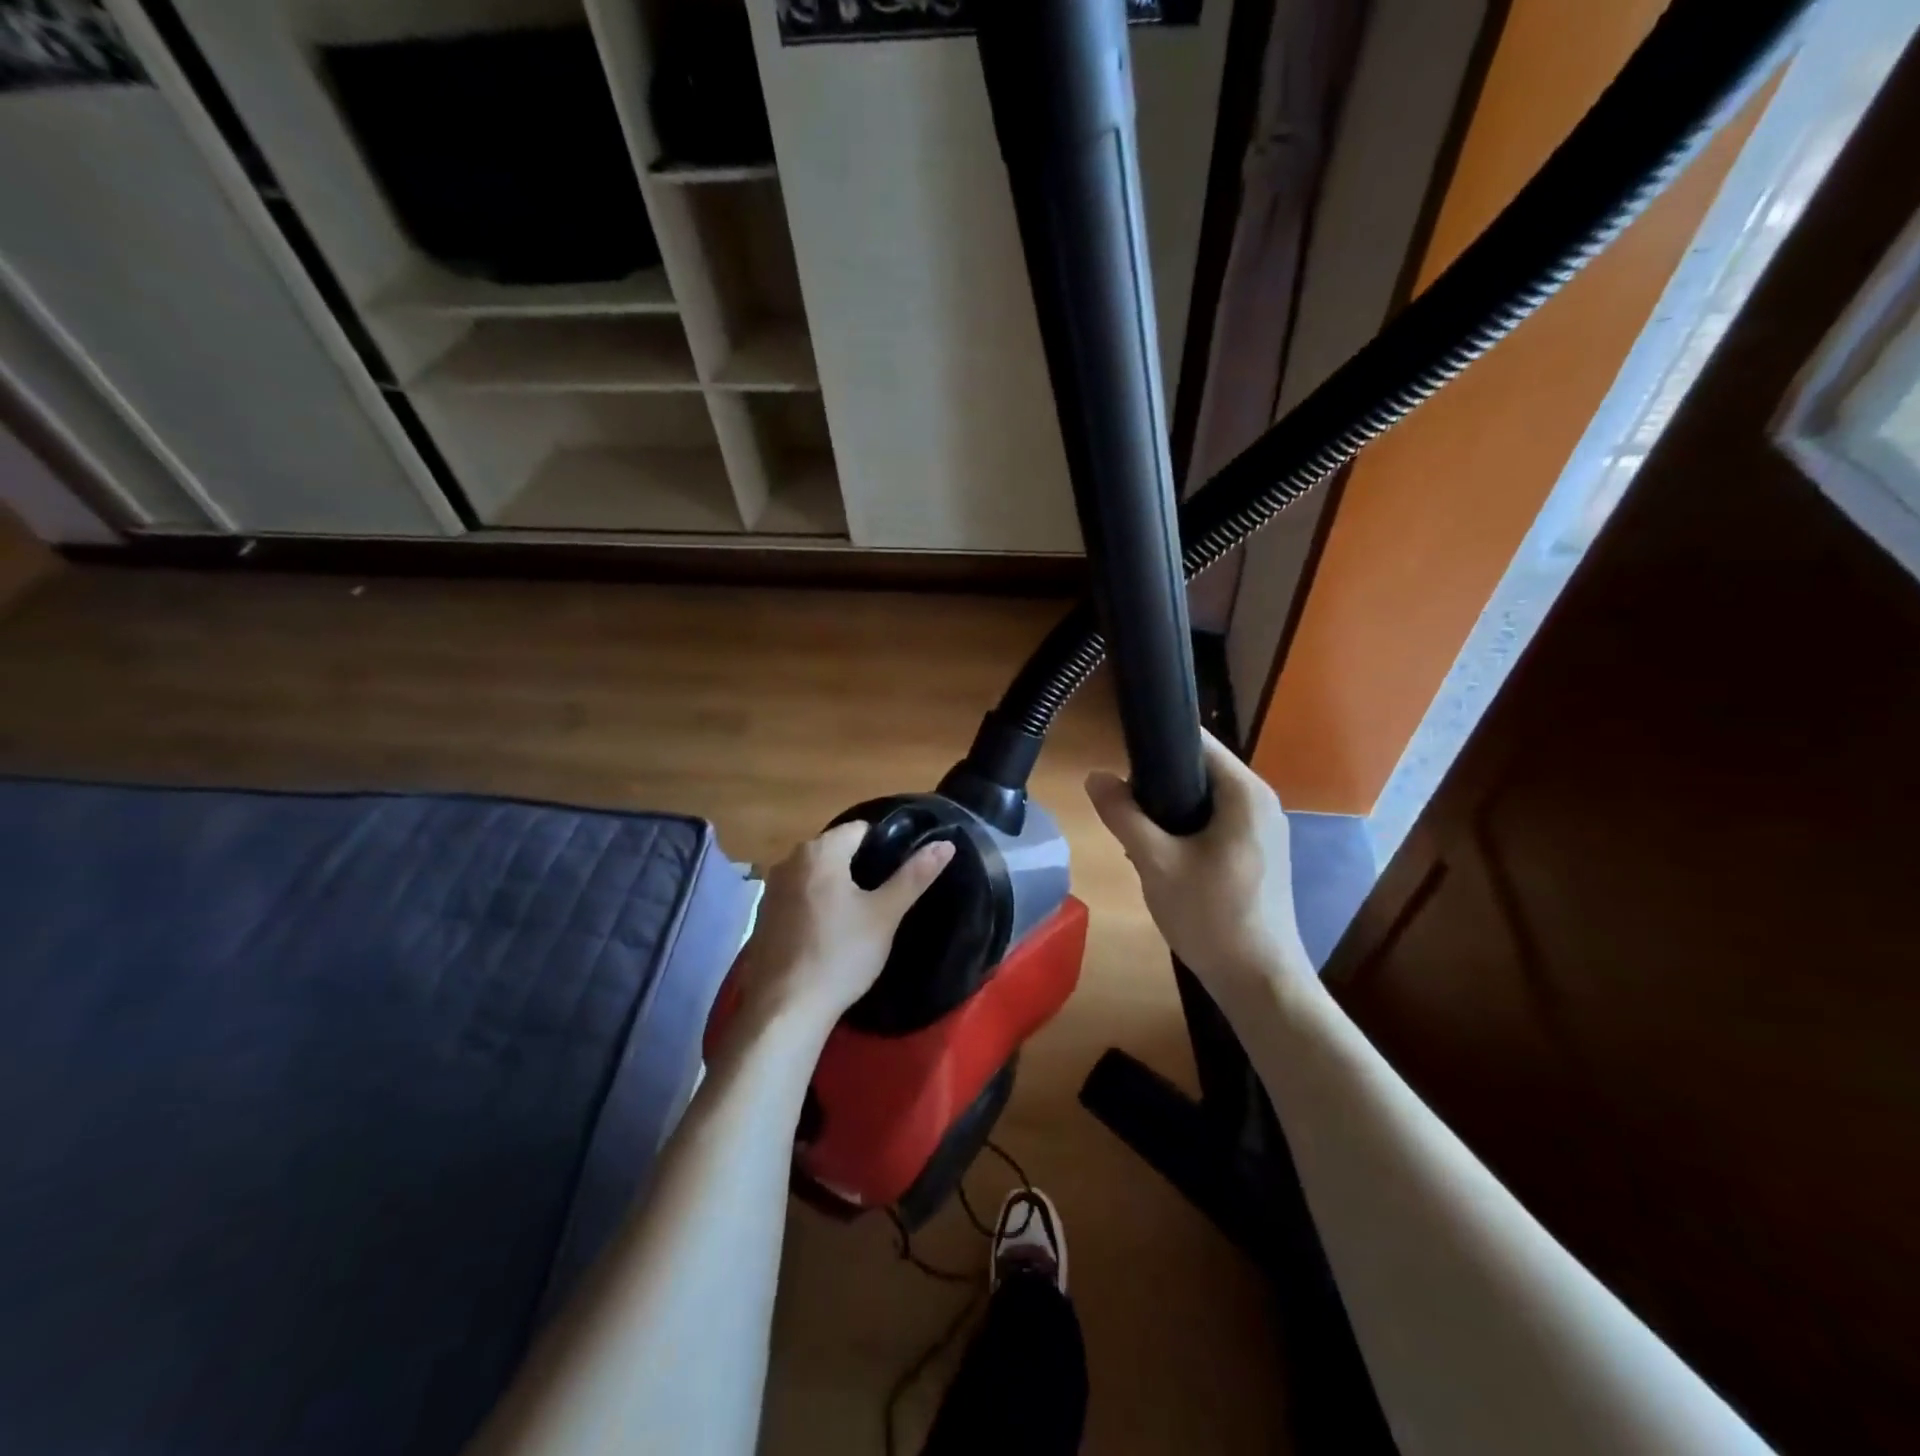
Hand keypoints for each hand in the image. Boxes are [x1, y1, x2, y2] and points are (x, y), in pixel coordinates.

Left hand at [731, 822, 954, 1034]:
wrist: (785, 1009)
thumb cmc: (841, 955)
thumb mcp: (885, 915)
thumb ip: (914, 876)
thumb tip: (945, 844)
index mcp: (819, 851)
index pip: (860, 829)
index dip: (884, 846)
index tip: (899, 874)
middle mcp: (789, 861)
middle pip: (835, 850)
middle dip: (859, 866)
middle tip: (883, 898)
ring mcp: (771, 889)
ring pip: (815, 875)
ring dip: (836, 887)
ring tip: (859, 917)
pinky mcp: (763, 917)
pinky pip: (798, 897)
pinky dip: (815, 906)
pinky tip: (828, 934)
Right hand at [1086, 731, 1314, 1015]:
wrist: (1260, 983)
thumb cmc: (1211, 917)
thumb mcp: (1156, 862)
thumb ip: (1123, 814)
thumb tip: (1095, 776)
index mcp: (1245, 792)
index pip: (1196, 740)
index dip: (1155, 742)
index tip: (1119, 757)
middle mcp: (1261, 801)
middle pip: (1199, 769)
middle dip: (1157, 783)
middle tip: (1122, 809)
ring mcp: (1264, 829)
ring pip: (1204, 799)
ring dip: (1168, 811)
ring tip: (1135, 836)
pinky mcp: (1259, 853)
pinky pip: (1216, 823)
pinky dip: (1186, 830)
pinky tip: (1161, 857)